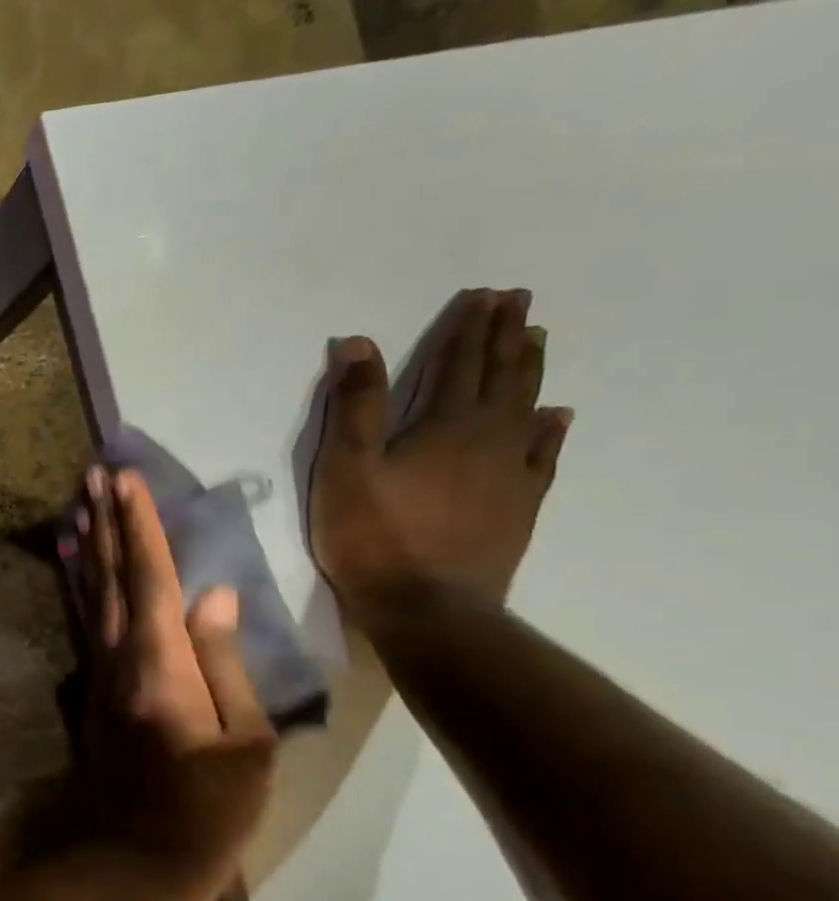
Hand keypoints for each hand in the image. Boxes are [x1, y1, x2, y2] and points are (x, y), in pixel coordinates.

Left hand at [69, 467, 277, 880]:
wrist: (130, 860)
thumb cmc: (205, 811)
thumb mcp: (242, 744)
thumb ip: (225, 661)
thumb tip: (214, 595)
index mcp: (160, 663)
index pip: (150, 576)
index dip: (138, 525)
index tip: (126, 479)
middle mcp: (118, 656)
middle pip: (109, 575)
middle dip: (103, 522)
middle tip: (92, 474)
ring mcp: (99, 672)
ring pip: (90, 594)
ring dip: (86, 545)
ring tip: (78, 504)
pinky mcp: (94, 690)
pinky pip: (86, 621)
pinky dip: (79, 586)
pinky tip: (75, 568)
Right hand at [309, 289, 572, 613]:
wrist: (426, 607)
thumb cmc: (372, 535)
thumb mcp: (344, 467)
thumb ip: (353, 405)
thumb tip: (357, 342)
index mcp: (443, 424)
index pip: (457, 363)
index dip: (468, 328)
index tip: (484, 294)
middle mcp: (488, 438)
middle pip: (499, 376)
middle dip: (505, 336)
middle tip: (518, 301)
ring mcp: (510, 472)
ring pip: (526, 406)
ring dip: (529, 370)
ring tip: (536, 339)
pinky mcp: (518, 505)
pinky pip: (543, 454)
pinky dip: (550, 429)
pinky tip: (556, 416)